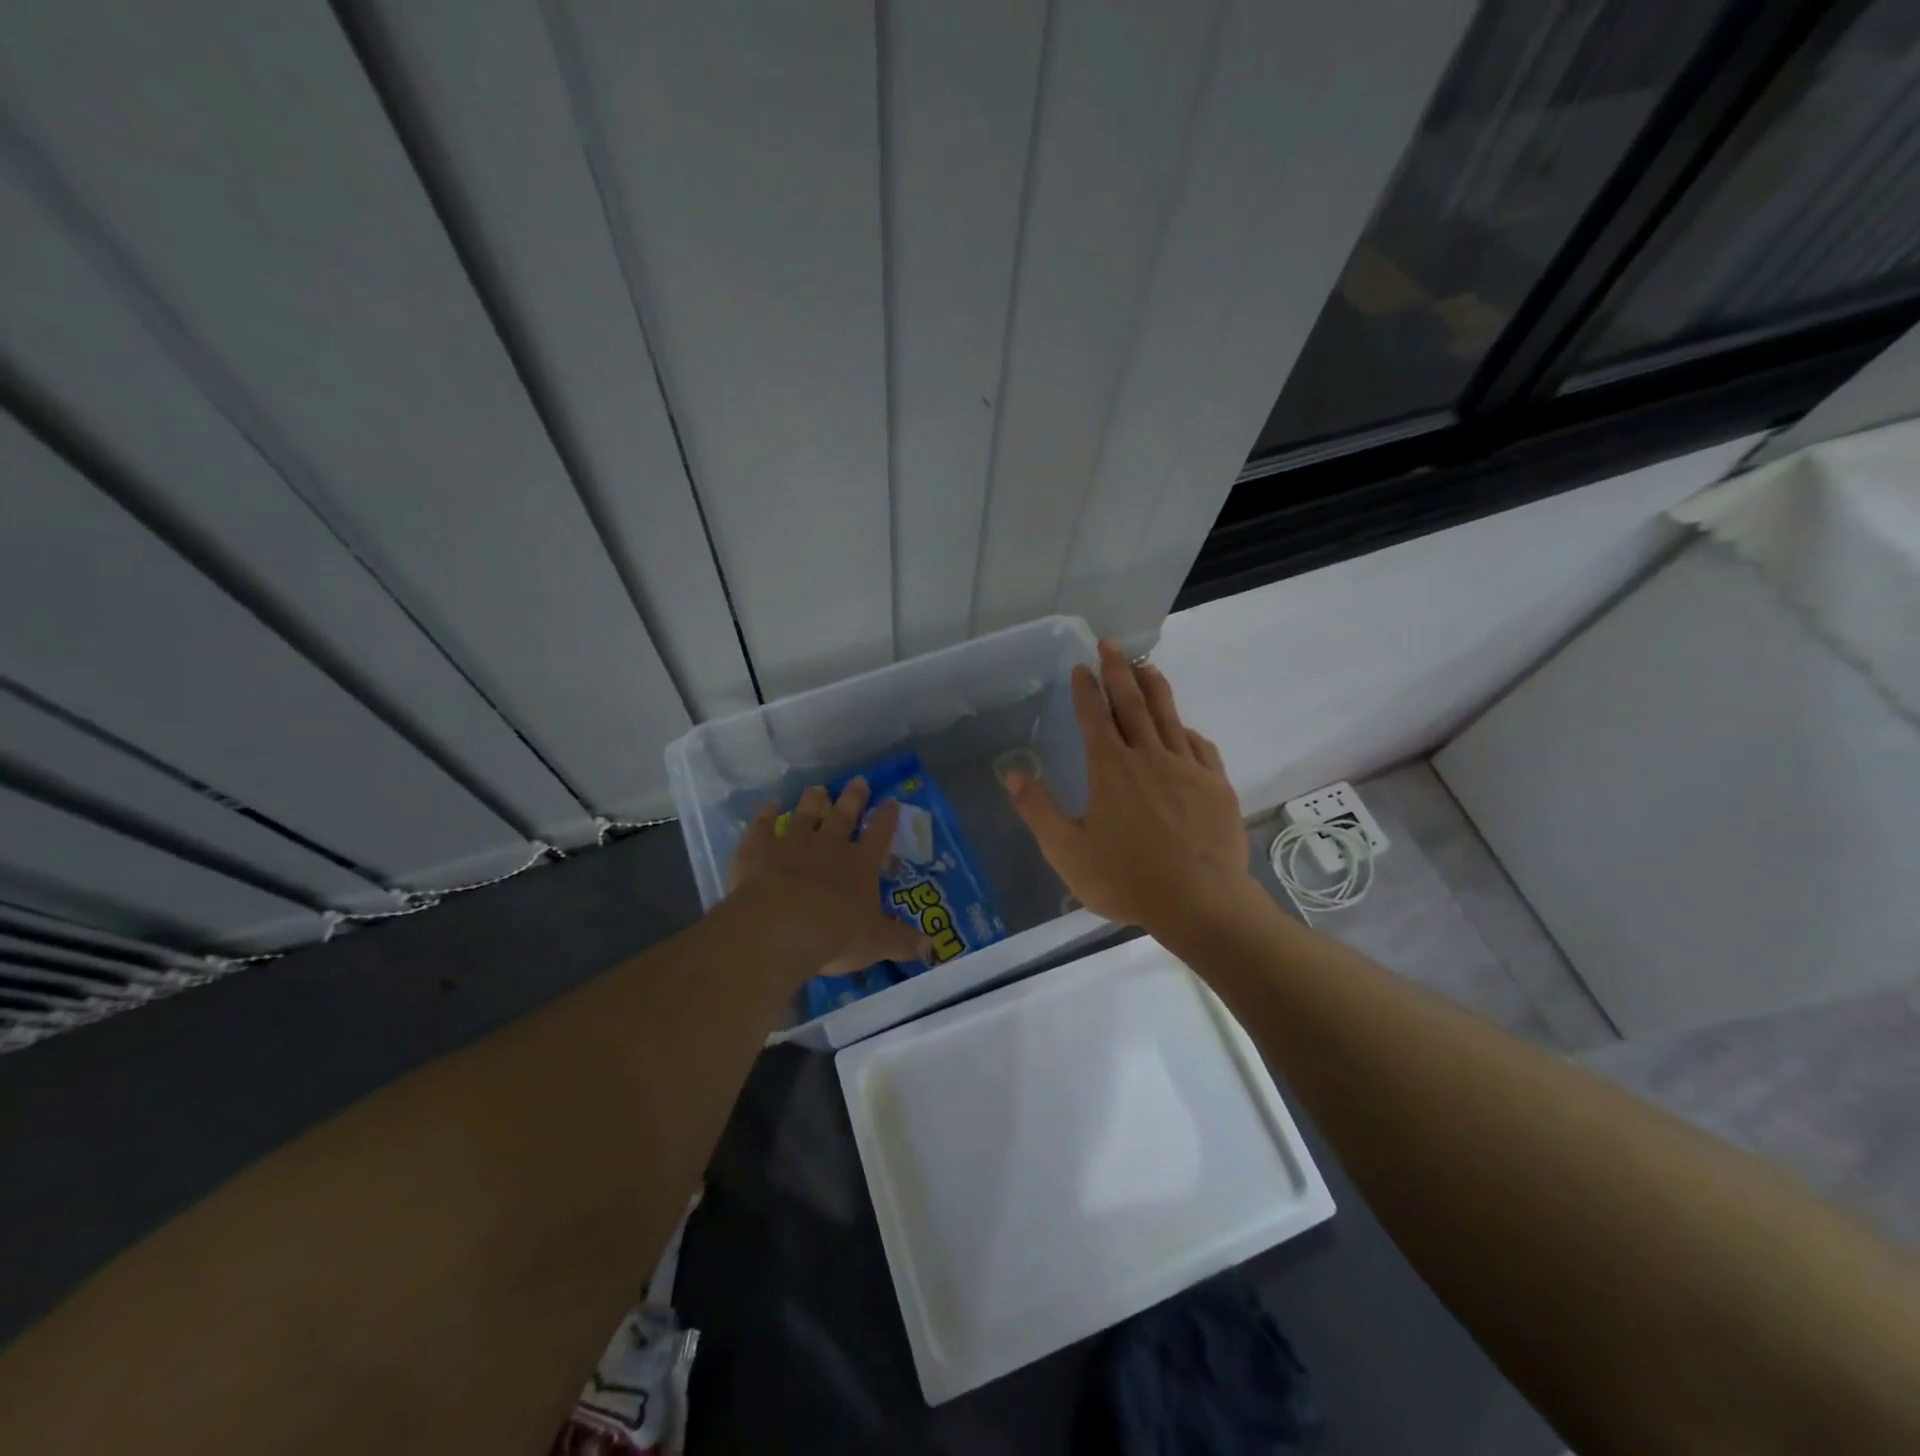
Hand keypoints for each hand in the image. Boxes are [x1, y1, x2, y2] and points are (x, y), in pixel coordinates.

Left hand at [728, 777, 926, 975]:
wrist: (779, 927)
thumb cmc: (835, 934)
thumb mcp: (876, 943)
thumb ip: (902, 942)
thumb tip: (929, 948)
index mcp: (860, 864)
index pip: (879, 835)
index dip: (887, 818)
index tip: (892, 801)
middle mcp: (828, 845)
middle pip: (843, 814)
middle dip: (853, 798)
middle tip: (858, 781)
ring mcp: (792, 843)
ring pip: (804, 814)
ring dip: (812, 801)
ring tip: (817, 789)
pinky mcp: (758, 850)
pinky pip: (762, 827)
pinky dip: (764, 816)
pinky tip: (767, 806)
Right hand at [1004, 639, 1250, 936]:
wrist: (1200, 903)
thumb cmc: (1126, 879)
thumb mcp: (1067, 851)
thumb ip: (1038, 810)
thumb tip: (1012, 773)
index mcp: (1111, 769)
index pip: (1095, 717)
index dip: (1086, 690)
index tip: (1081, 667)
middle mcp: (1149, 758)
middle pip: (1133, 705)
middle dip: (1118, 672)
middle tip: (1110, 645)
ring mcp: (1188, 769)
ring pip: (1169, 717)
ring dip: (1155, 688)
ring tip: (1146, 666)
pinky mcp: (1216, 786)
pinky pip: (1201, 748)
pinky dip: (1188, 731)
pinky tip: (1186, 729)